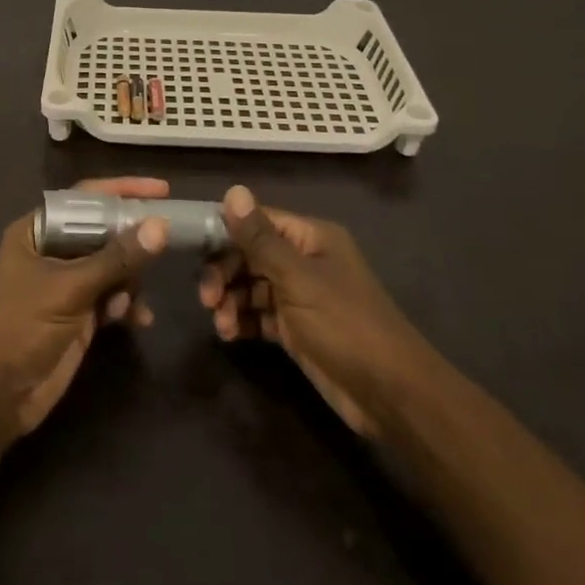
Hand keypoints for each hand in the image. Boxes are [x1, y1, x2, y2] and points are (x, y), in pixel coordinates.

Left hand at [0, 177, 168, 435]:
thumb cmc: (23, 326)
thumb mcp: (70, 288)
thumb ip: (116, 257)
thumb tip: (160, 226)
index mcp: (38, 230)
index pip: (85, 198)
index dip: (122, 190)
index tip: (161, 190)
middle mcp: (53, 250)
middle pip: (104, 231)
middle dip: (132, 242)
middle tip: (167, 243)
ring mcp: (67, 282)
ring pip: (113, 265)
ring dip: (130, 280)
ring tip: (130, 302)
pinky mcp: (79, 312)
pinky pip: (114, 295)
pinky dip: (127, 304)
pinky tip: (137, 320)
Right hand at [199, 185, 427, 437]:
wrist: (389, 394)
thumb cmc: (345, 325)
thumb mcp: (298, 279)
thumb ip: (260, 238)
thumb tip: (233, 190)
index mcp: (311, 237)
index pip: (257, 221)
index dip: (225, 231)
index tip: (194, 250)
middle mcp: (304, 260)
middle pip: (250, 254)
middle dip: (224, 272)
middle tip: (206, 298)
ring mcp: (300, 295)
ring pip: (251, 286)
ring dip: (230, 300)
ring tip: (221, 324)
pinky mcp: (296, 328)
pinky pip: (259, 314)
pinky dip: (242, 320)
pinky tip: (230, 334)